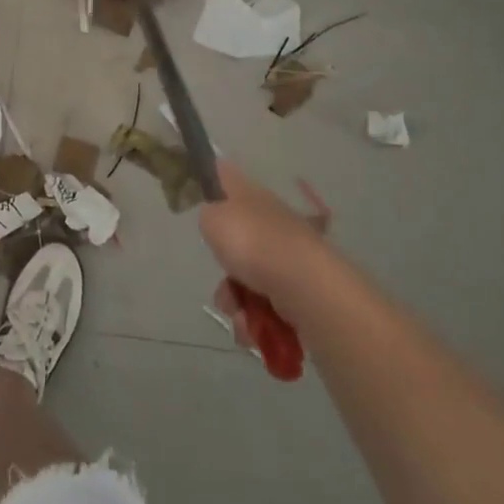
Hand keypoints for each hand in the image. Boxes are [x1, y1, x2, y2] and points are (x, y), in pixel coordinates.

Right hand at [200, 162, 330, 341]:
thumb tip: (215, 218)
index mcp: (250, 194)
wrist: (305, 286)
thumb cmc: (253, 243)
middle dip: (224, 269)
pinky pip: (266, 305)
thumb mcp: (214, 219)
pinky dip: (255, 320)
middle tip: (220, 282)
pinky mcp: (299, 291)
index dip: (212, 177)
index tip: (198, 191)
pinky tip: (251, 328)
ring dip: (236, 301)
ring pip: (248, 278)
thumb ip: (208, 215)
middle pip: (236, 239)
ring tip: (236, 314)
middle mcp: (270, 220)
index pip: (226, 175)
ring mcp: (287, 256)